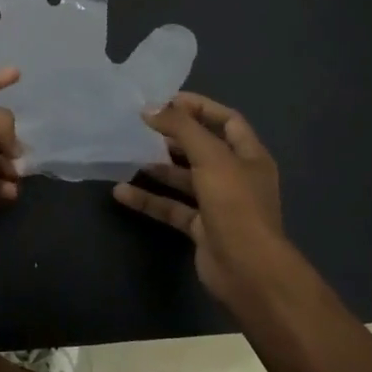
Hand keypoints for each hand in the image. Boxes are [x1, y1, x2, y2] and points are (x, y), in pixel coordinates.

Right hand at [111, 92, 289, 301]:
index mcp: (249, 156)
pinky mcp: (201, 229)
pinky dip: (149, 200)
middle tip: (142, 126)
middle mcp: (236, 177)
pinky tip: (122, 192)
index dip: (199, 107)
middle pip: (203, 149)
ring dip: (158, 167)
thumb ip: (181, 128)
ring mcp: (219, 205)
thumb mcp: (211, 157)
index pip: (227, 120)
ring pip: (184, 179)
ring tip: (128, 154)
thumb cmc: (236, 205)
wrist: (248, 271)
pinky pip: (172, 208)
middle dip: (174, 137)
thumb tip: (150, 108)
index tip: (166, 100)